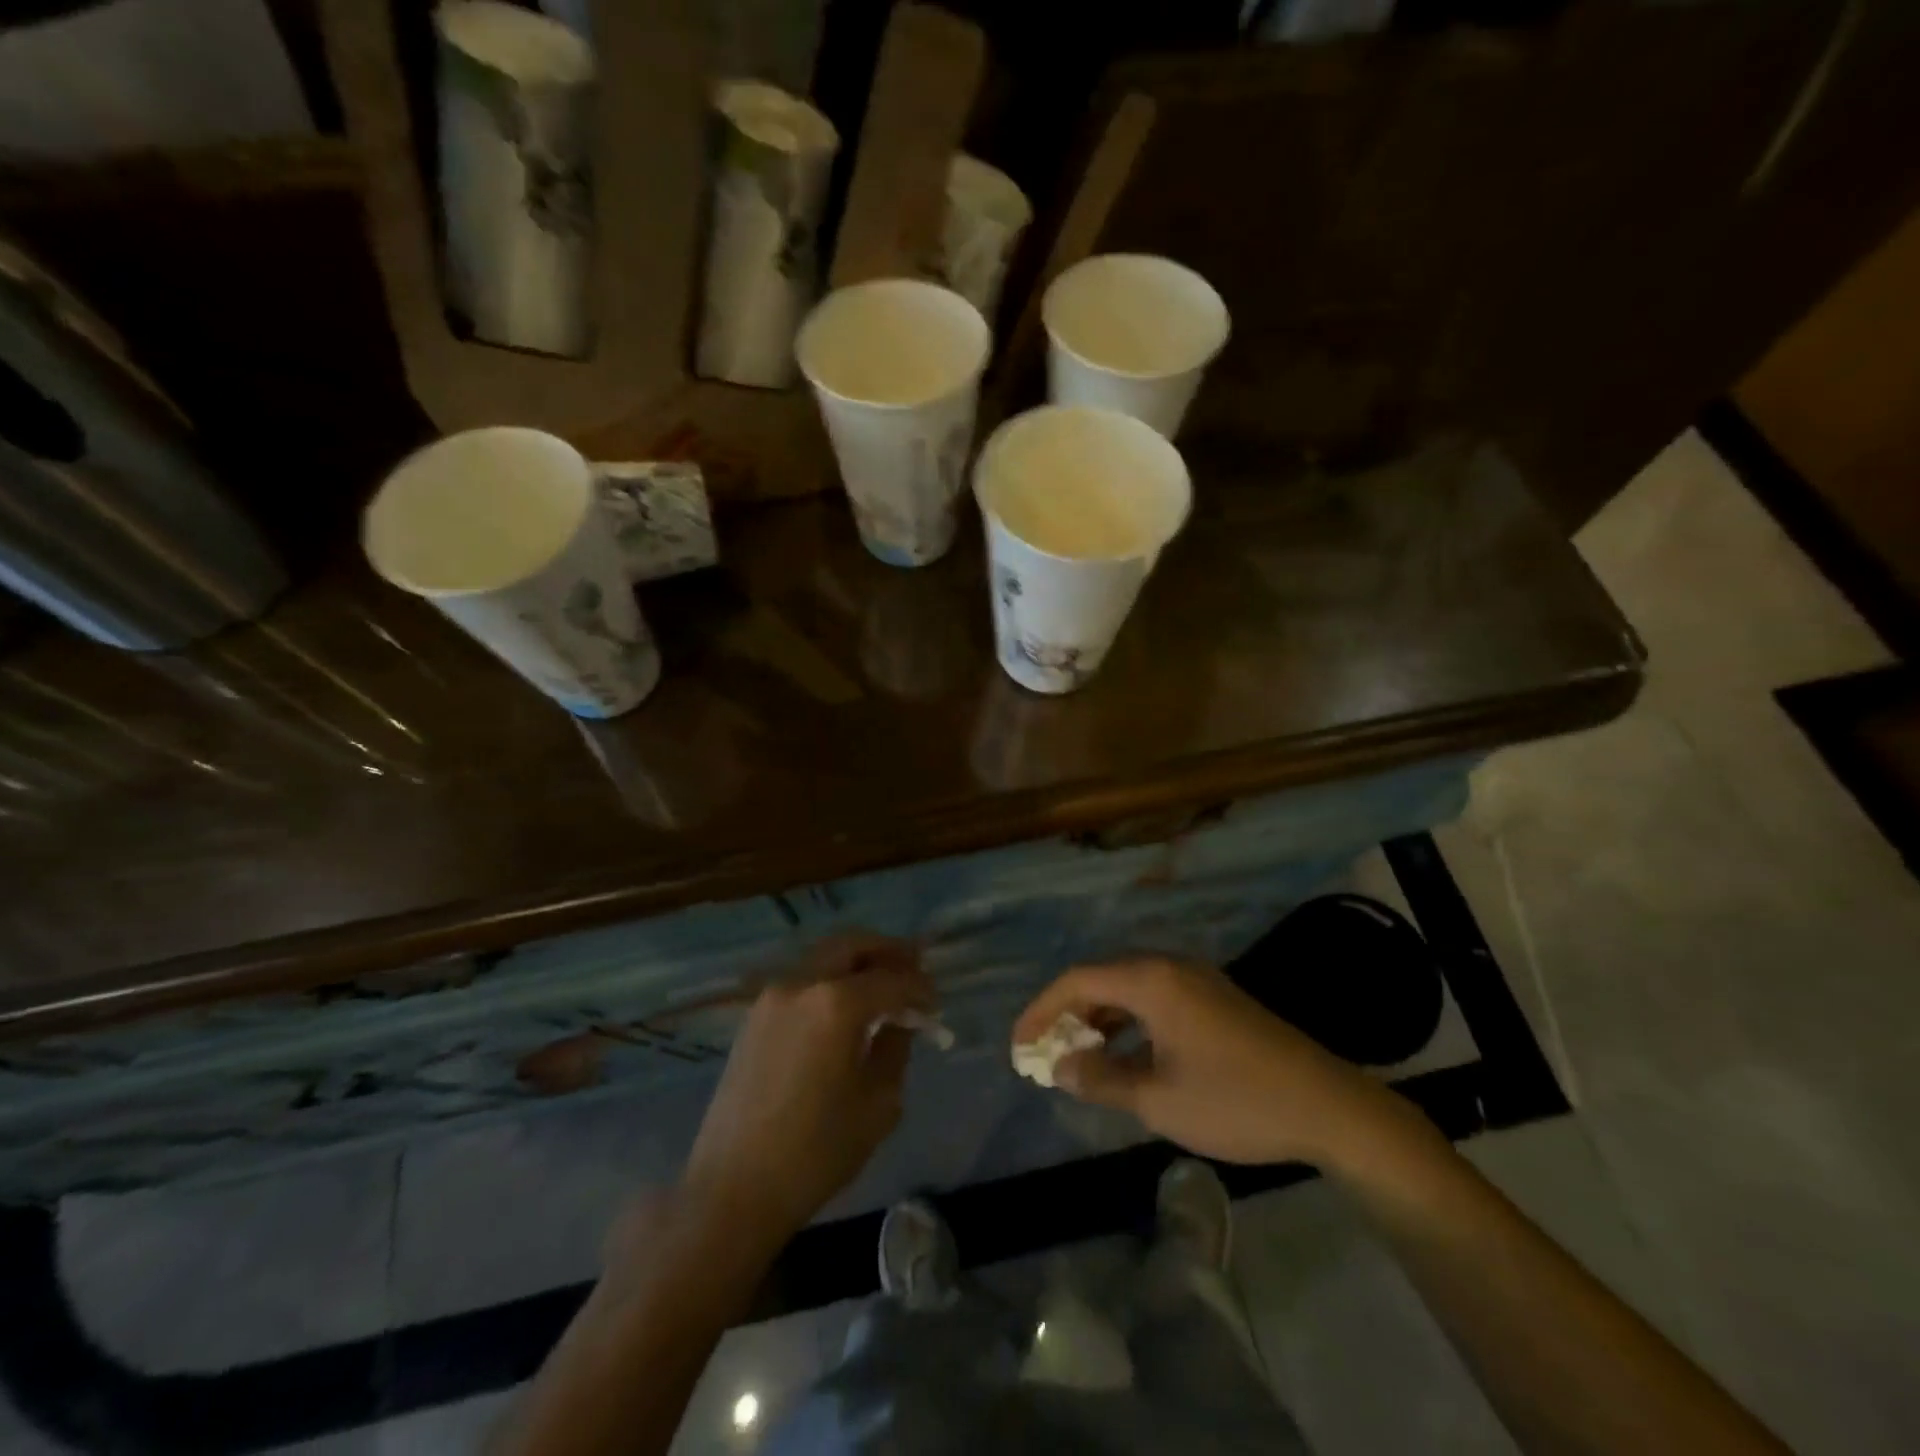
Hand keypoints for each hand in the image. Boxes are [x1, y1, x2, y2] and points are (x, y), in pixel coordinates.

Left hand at [680, 934, 933, 1256]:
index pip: (892, 978)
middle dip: (888, 952)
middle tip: (913, 970)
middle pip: (852, 944)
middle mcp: (801, 983)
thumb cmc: (815, 1153)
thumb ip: (895, 1049)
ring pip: (824, 956)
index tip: (936, 1004)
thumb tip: (900, 1022)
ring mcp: (772, 996)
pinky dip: (831, 980)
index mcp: (836, 1004)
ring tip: (882, 987)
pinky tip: (845, 1009)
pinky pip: (803, 979)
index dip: (920, 987)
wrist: (731, 1189)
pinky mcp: (754, 1015)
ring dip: (857, 962)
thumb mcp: (877, 1104)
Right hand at [1013, 957, 1413, 1167]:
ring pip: (1129, 989)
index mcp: (1152, 980)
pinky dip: (1130, 1023)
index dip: (1042, 1010)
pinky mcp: (1215, 998)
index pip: (1078, 981)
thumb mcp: (1159, 1099)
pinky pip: (1156, 999)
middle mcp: (1170, 966)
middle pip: (1102, 979)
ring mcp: (1197, 980)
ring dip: (1100, 1020)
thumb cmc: (1235, 1101)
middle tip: (1047, 1053)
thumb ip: (1101, 1079)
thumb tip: (1059, 1067)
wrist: (1329, 1107)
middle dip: (1068, 1015)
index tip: (1021, 1046)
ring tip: (1080, 1058)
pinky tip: (1126, 1057)